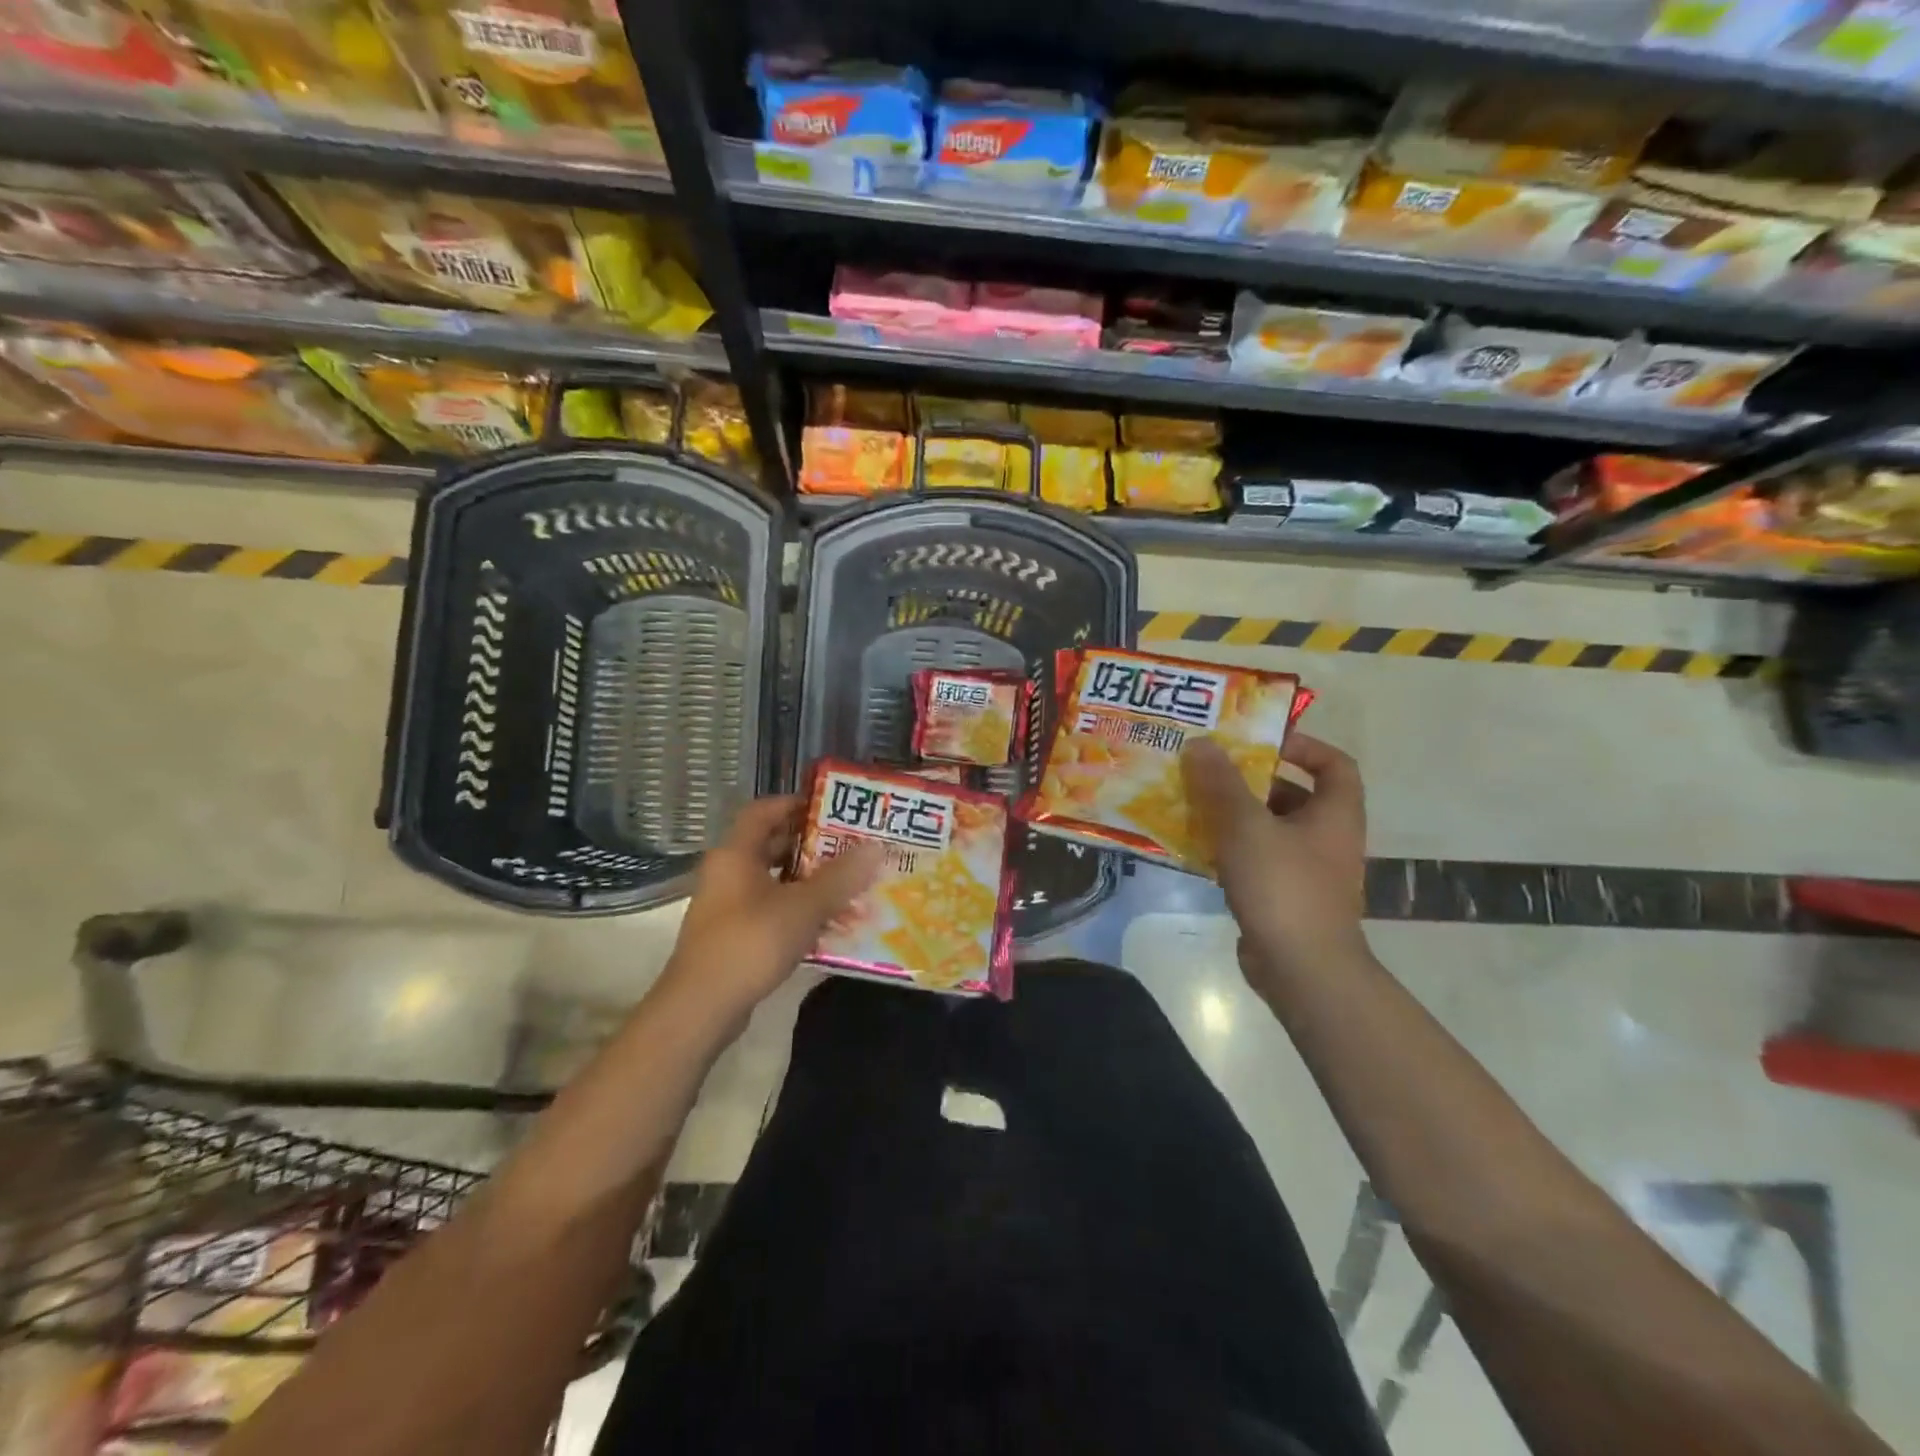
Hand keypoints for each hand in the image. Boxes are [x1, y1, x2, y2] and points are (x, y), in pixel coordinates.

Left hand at [652, 795, 879, 1030]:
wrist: (700, 1008)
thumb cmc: (750, 944)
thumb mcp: (803, 907)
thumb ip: (840, 877)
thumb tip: (875, 846)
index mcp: (736, 854)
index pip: (764, 810)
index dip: (796, 804)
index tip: (833, 809)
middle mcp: (727, 873)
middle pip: (771, 845)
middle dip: (811, 846)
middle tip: (850, 848)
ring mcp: (727, 906)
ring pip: (773, 881)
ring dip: (808, 881)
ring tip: (848, 886)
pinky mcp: (732, 936)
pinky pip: (770, 910)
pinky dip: (797, 910)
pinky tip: (828, 924)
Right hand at [1182, 733, 1368, 999]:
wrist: (1303, 969)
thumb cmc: (1283, 886)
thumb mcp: (1246, 826)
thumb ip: (1221, 783)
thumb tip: (1201, 743)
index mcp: (1334, 814)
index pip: (1334, 764)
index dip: (1303, 746)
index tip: (1262, 742)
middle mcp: (1328, 839)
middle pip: (1294, 796)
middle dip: (1253, 782)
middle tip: (1211, 771)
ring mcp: (1308, 872)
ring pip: (1271, 830)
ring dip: (1236, 816)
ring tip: (1195, 805)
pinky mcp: (1286, 899)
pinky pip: (1258, 861)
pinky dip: (1231, 850)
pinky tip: (1197, 848)